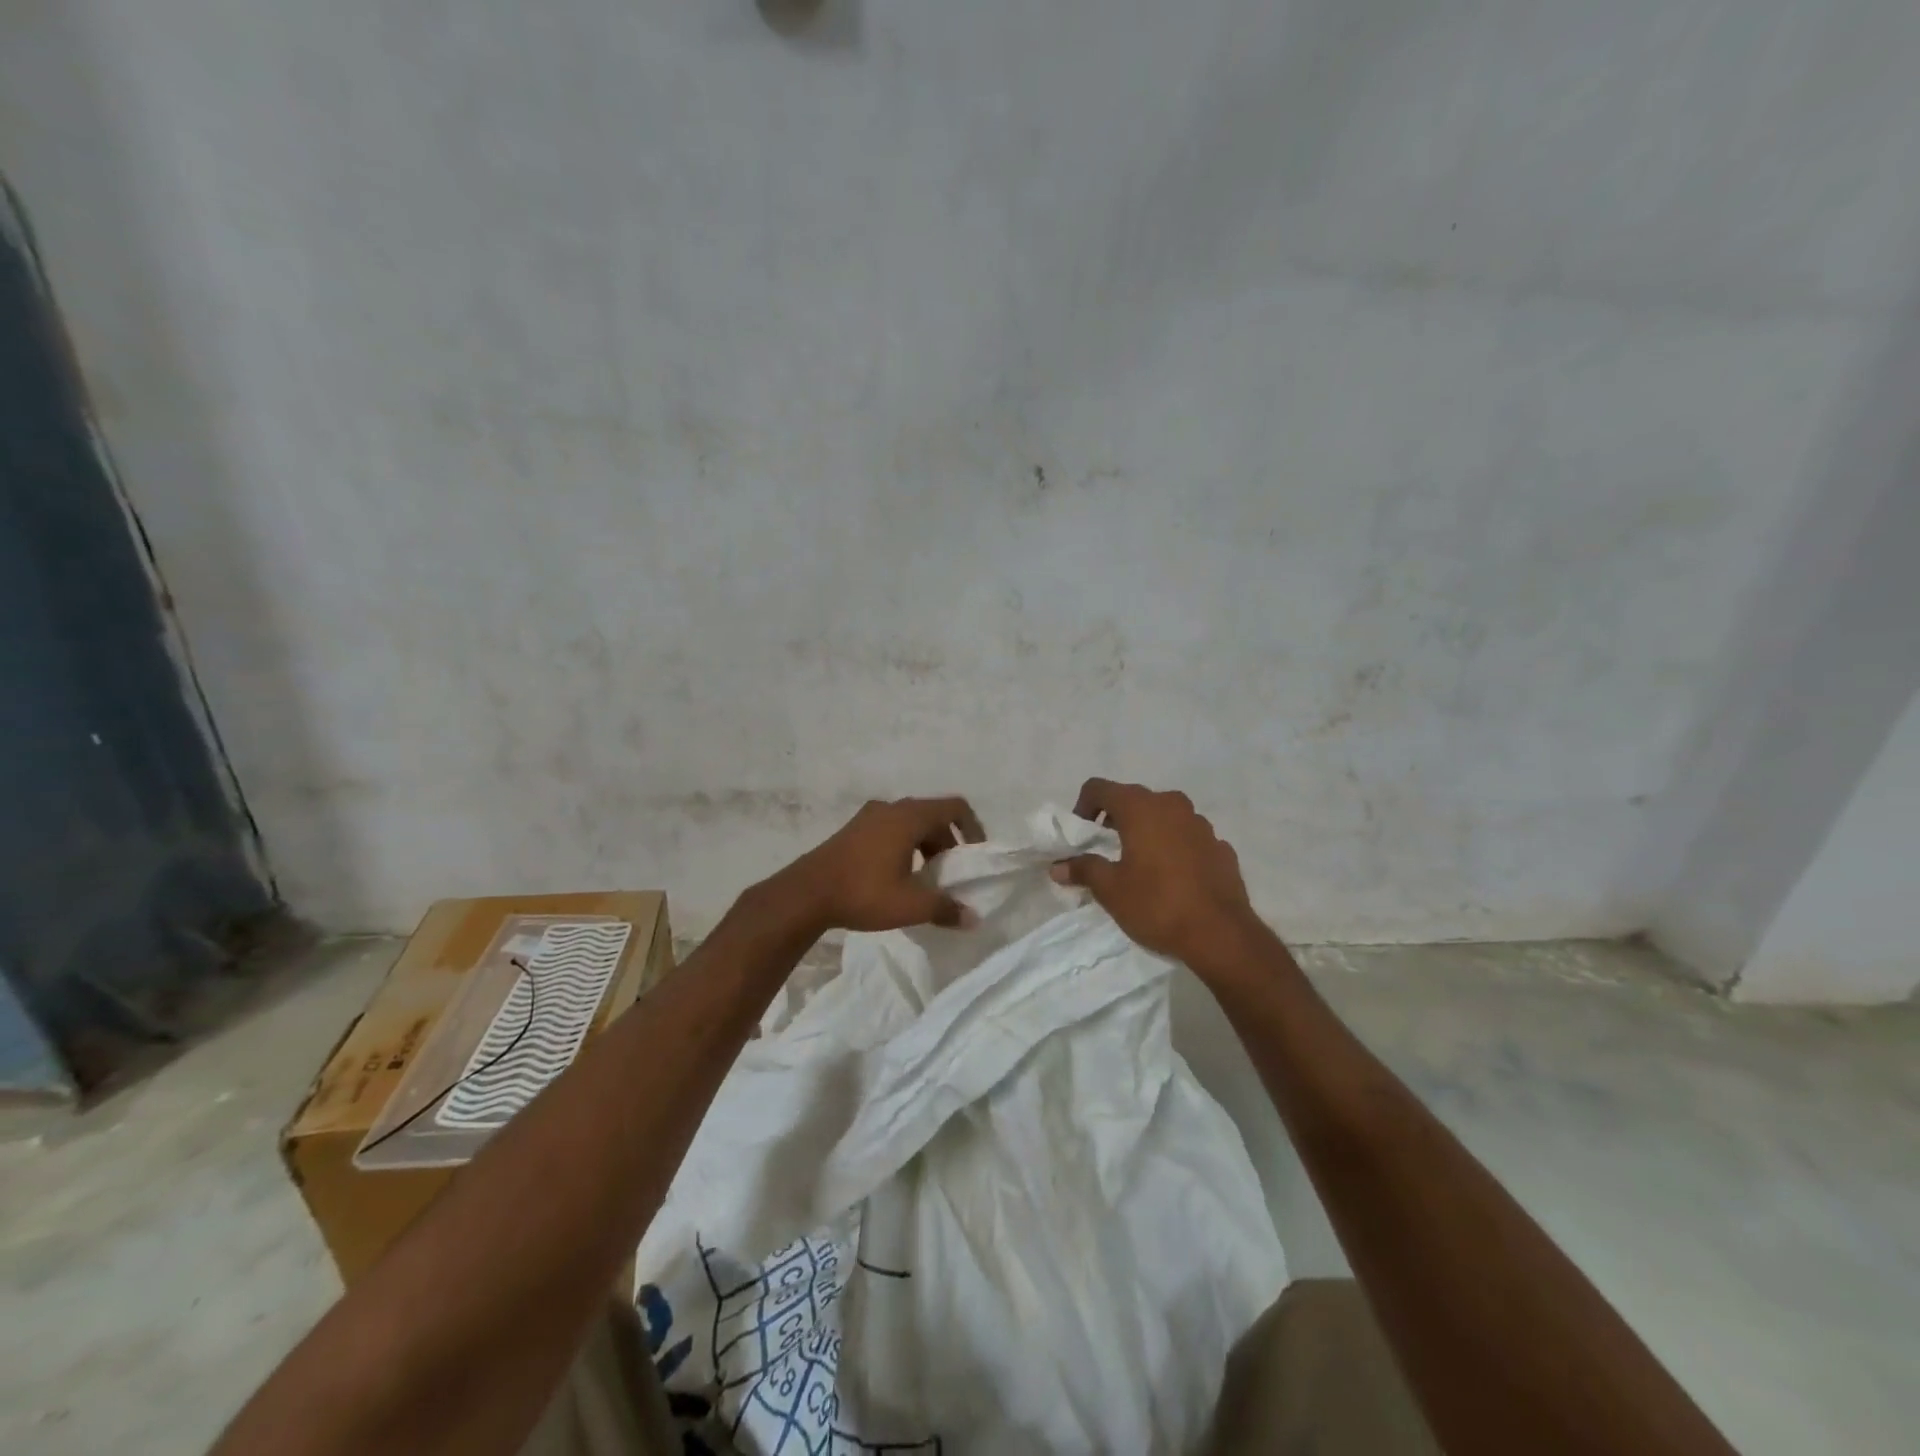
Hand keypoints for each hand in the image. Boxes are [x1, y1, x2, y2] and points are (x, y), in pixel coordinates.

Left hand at [767, 797, 986, 933]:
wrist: (805, 894)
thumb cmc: (862, 893)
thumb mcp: (909, 906)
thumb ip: (945, 909)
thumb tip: (972, 918)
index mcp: (909, 817)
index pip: (954, 807)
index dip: (972, 827)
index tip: (975, 855)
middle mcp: (891, 808)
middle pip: (932, 816)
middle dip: (948, 843)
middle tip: (951, 874)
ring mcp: (869, 816)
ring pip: (910, 823)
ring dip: (926, 845)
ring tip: (926, 878)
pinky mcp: (853, 829)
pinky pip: (891, 829)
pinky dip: (905, 845)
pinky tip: (898, 876)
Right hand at [1051, 779, 1260, 963]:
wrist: (1221, 935)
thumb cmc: (1157, 904)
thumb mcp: (1111, 890)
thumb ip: (1083, 869)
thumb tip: (1058, 867)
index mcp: (1141, 808)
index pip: (1100, 788)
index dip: (1083, 807)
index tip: (1082, 835)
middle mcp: (1172, 805)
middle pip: (1133, 799)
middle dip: (1114, 819)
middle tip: (1105, 849)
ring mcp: (1201, 824)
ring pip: (1164, 816)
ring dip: (1147, 830)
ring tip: (1140, 864)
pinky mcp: (1220, 846)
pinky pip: (1187, 837)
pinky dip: (1174, 847)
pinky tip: (1172, 877)